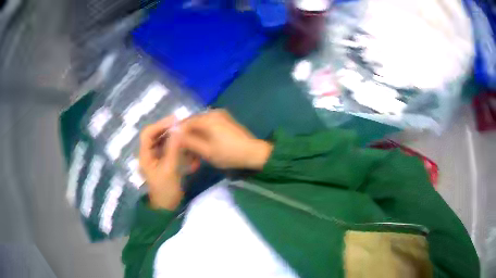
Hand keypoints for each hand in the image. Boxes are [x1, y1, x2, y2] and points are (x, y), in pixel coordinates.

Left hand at [139, 116, 188, 209]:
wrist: (167, 207)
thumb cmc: (166, 189)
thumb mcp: (170, 168)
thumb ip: (173, 149)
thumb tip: (178, 130)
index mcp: (145, 155)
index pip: (148, 133)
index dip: (160, 124)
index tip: (175, 120)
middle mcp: (148, 154)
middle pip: (155, 136)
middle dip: (168, 130)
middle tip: (182, 126)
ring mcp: (155, 158)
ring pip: (162, 142)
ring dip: (173, 137)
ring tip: (185, 135)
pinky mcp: (162, 162)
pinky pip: (168, 149)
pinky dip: (176, 146)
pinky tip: (185, 147)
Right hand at [180, 110, 272, 169]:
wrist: (253, 153)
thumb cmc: (228, 153)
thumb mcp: (206, 151)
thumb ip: (189, 142)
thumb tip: (175, 134)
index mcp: (207, 118)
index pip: (185, 123)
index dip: (178, 135)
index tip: (176, 148)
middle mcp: (212, 113)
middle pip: (193, 124)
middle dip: (188, 139)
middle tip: (186, 155)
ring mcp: (220, 116)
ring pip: (201, 127)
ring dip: (196, 140)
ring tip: (195, 156)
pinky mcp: (225, 121)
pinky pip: (209, 126)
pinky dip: (204, 137)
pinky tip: (204, 148)